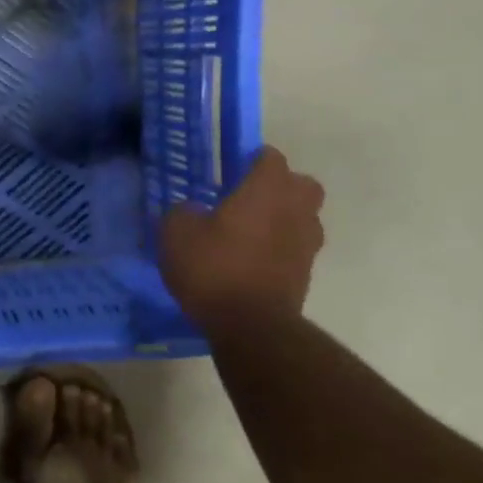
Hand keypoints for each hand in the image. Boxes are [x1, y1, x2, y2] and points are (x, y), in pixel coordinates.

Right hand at [161, 146, 324, 329]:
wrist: (250, 325)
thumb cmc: (213, 268)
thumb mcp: (176, 233)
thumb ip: (182, 212)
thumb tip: (192, 211)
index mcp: (266, 189)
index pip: (270, 157)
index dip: (251, 159)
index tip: (230, 170)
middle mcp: (295, 210)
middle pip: (301, 185)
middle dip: (279, 186)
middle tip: (247, 198)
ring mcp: (307, 243)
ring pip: (303, 217)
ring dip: (283, 219)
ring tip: (249, 232)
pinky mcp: (305, 274)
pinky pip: (295, 248)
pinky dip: (279, 249)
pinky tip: (251, 261)